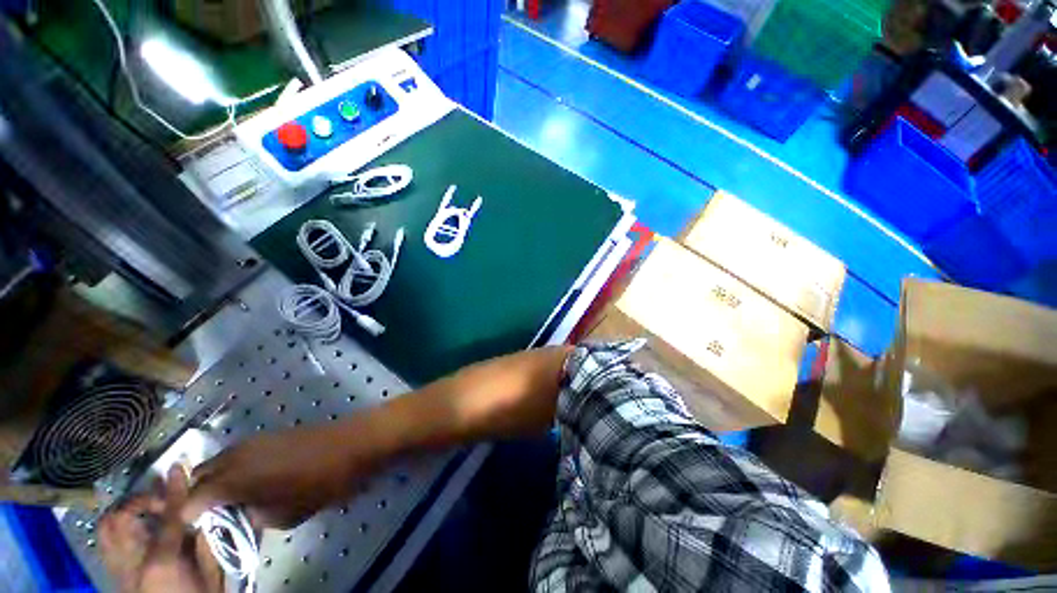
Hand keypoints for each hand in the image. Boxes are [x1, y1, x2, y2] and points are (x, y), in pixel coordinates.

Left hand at [99, 466, 222, 592]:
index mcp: (160, 562)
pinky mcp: (113, 575)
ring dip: (124, 512)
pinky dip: (118, 528)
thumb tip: (203, 512)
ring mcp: (116, 570)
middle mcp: (130, 563)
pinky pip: (107, 542)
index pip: (168, 516)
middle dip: (139, 500)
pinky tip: (136, 529)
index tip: (178, 466)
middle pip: (121, 519)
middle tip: (161, 499)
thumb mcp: (210, 574)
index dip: (174, 489)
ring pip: (106, 528)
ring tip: (146, 510)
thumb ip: (204, 542)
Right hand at [181, 423, 373, 529]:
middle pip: (201, 475)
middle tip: (210, 514)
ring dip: (216, 479)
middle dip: (198, 495)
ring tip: (229, 498)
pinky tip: (248, 480)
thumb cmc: (322, 482)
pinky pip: (238, 453)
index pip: (192, 499)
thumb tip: (240, 515)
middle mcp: (236, 455)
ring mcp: (253, 440)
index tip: (194, 528)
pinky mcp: (269, 434)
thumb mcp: (285, 515)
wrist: (354, 442)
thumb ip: (253, 517)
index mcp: (234, 478)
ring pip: (218, 461)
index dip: (189, 516)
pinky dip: (234, 467)